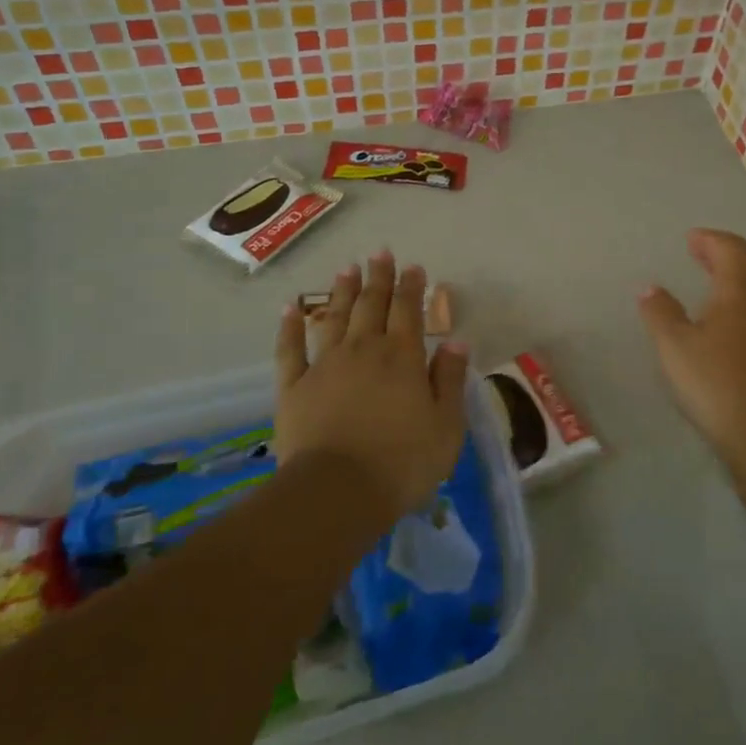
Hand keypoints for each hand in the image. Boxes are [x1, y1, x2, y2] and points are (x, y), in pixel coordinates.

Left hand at [274, 251, 470, 519]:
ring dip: (341, 291)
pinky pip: (290, 349)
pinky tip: (290, 307)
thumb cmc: (402, 462)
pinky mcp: (294, 386)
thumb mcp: (446, 425)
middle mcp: (363, 350)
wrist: (337, 491)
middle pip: (371, 304)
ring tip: (346, 268)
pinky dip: (289, 326)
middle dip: (378, 277)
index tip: (413, 267)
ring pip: (334, 317)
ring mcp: (325, 365)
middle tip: (380, 252)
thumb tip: (456, 341)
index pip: (409, 311)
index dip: (412, 287)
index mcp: (402, 357)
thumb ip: (450, 379)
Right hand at [638, 229, 745, 455]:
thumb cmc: (715, 380)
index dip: (711, 239)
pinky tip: (730, 320)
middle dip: (727, 252)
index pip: (730, 248)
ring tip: (713, 282)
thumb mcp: (674, 345)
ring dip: (738, 275)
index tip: (691, 238)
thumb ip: (660, 312)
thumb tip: (650, 288)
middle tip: (702, 252)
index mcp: (738, 290)